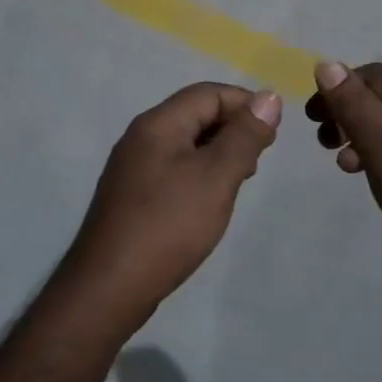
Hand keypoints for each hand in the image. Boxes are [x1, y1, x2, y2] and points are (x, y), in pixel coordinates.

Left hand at [61, 82, 281, 330]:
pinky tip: (211, 200)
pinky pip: (173, 168)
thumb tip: (269, 97)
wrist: (108, 287)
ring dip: (218, 152)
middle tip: (259, 159)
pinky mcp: (132, 195)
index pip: (208, 93)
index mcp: (158, 123)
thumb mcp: (216, 177)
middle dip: (233, 128)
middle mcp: (141, 136)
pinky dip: (200, 173)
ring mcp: (133, 167)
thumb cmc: (168, 225)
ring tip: (241, 179)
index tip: (273, 134)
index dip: (245, 104)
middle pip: (195, 114)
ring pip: (186, 143)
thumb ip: (244, 136)